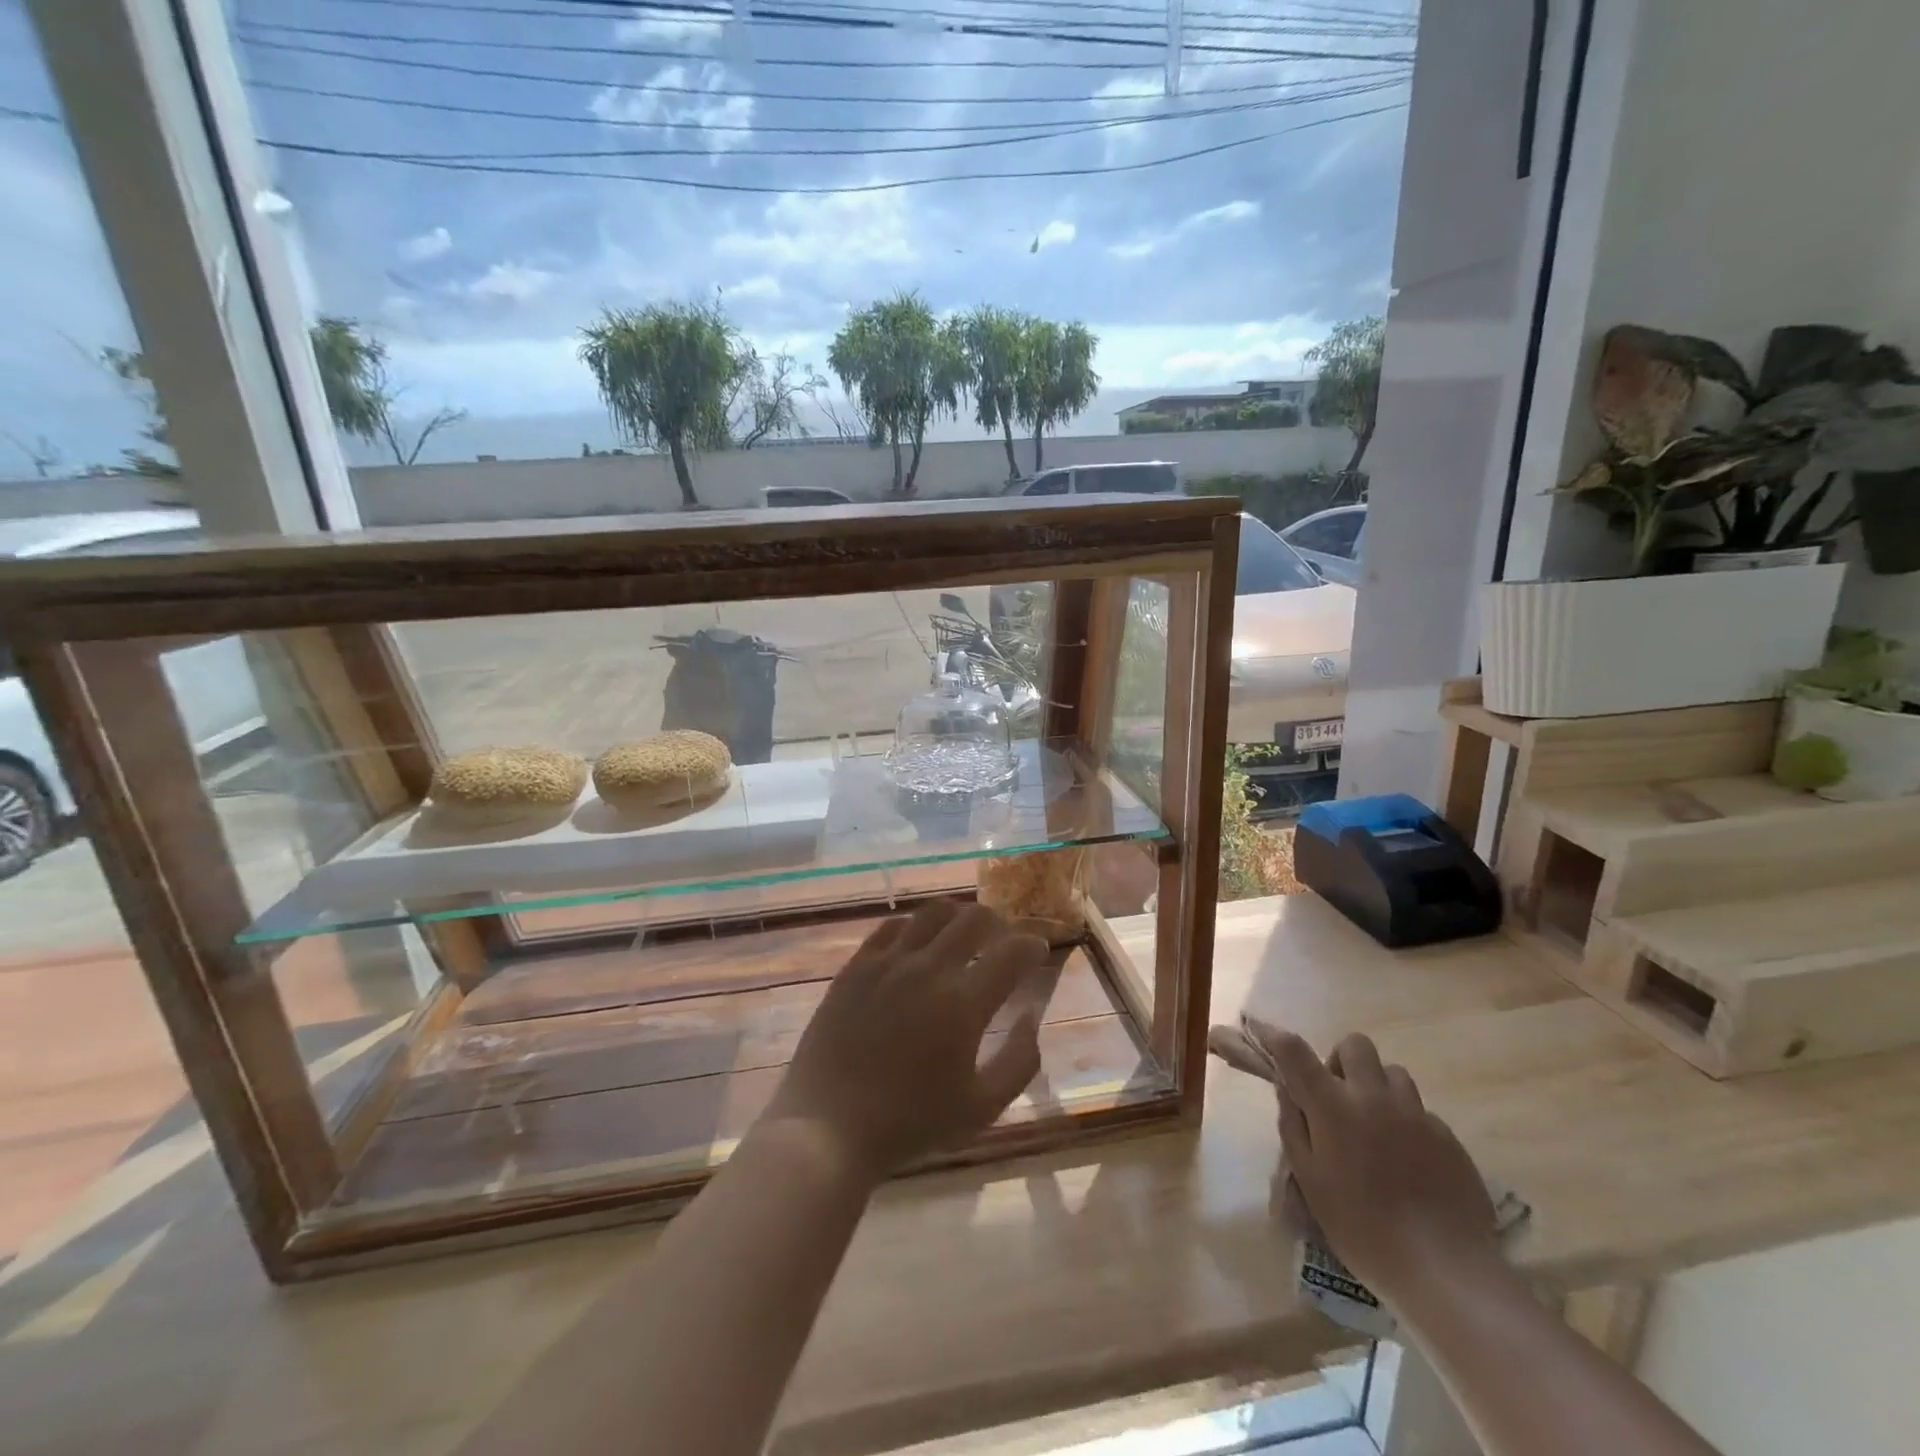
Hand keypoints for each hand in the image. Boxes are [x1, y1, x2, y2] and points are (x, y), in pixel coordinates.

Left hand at [766, 901, 1048, 1179]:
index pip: (1011, 952)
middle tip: (1001, 941)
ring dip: (957, 917)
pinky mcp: (856, 967)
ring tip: (961, 935)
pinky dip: (914, 927)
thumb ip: (1019, 1061)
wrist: (828, 1129)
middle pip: (973, 918)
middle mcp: (928, 969)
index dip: (1032, 945)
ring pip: (932, 913)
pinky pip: (890, 927)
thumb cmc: (910, 1124)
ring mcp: (887, 963)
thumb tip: (1031, 1017)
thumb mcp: (981, 1108)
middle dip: (998, 923)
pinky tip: (917, 943)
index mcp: (964, 1003)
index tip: (1037, 950)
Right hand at [1247, 1021, 1498, 1302]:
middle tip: (1336, 1097)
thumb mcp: (1310, 1180)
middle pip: (1355, 1045)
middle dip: (1340, 1061)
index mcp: (1333, 1106)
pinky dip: (1406, 1122)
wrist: (1446, 1270)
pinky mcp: (1449, 1138)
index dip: (1275, 1037)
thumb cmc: (1363, 1228)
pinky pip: (1420, 1111)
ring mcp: (1416, 1115)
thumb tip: (1288, 1091)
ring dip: (1376, 1087)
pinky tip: (1407, 1162)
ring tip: (1374, 1127)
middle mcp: (1374, 1097)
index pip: (1294, 1051)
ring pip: (1393, 1072)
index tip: (1265, 1036)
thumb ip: (1294, 1127)